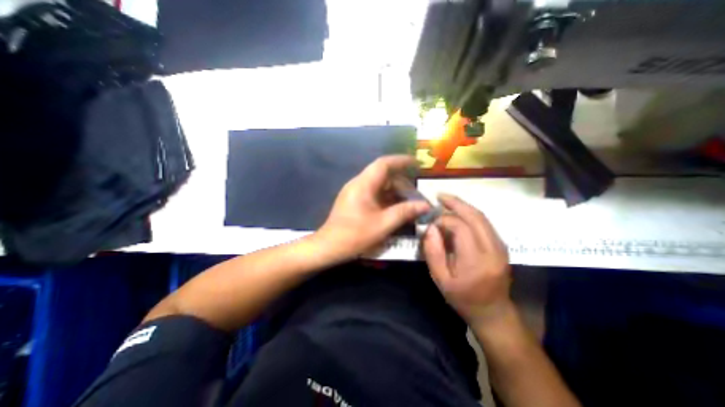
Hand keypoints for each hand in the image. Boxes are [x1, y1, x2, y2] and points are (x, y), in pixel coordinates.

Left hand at [317, 153, 428, 262]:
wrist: (329, 247)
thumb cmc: (355, 235)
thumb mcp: (383, 224)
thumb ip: (405, 212)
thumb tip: (425, 205)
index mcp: (363, 184)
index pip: (383, 164)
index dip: (401, 161)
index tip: (416, 163)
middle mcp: (358, 184)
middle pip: (382, 175)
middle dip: (401, 182)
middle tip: (416, 193)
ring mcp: (355, 193)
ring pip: (379, 185)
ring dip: (394, 192)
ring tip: (409, 202)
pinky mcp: (354, 201)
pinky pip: (374, 194)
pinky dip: (386, 199)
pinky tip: (396, 208)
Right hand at [423, 194, 511, 327]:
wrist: (493, 312)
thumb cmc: (463, 298)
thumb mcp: (441, 279)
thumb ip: (433, 252)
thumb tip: (430, 228)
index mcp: (476, 260)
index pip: (460, 227)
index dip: (443, 220)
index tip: (431, 223)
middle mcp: (493, 249)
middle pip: (475, 216)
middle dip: (456, 203)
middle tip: (439, 195)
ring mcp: (500, 246)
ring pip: (482, 217)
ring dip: (463, 206)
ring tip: (447, 200)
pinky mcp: (502, 245)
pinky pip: (485, 223)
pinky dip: (470, 214)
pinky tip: (459, 212)